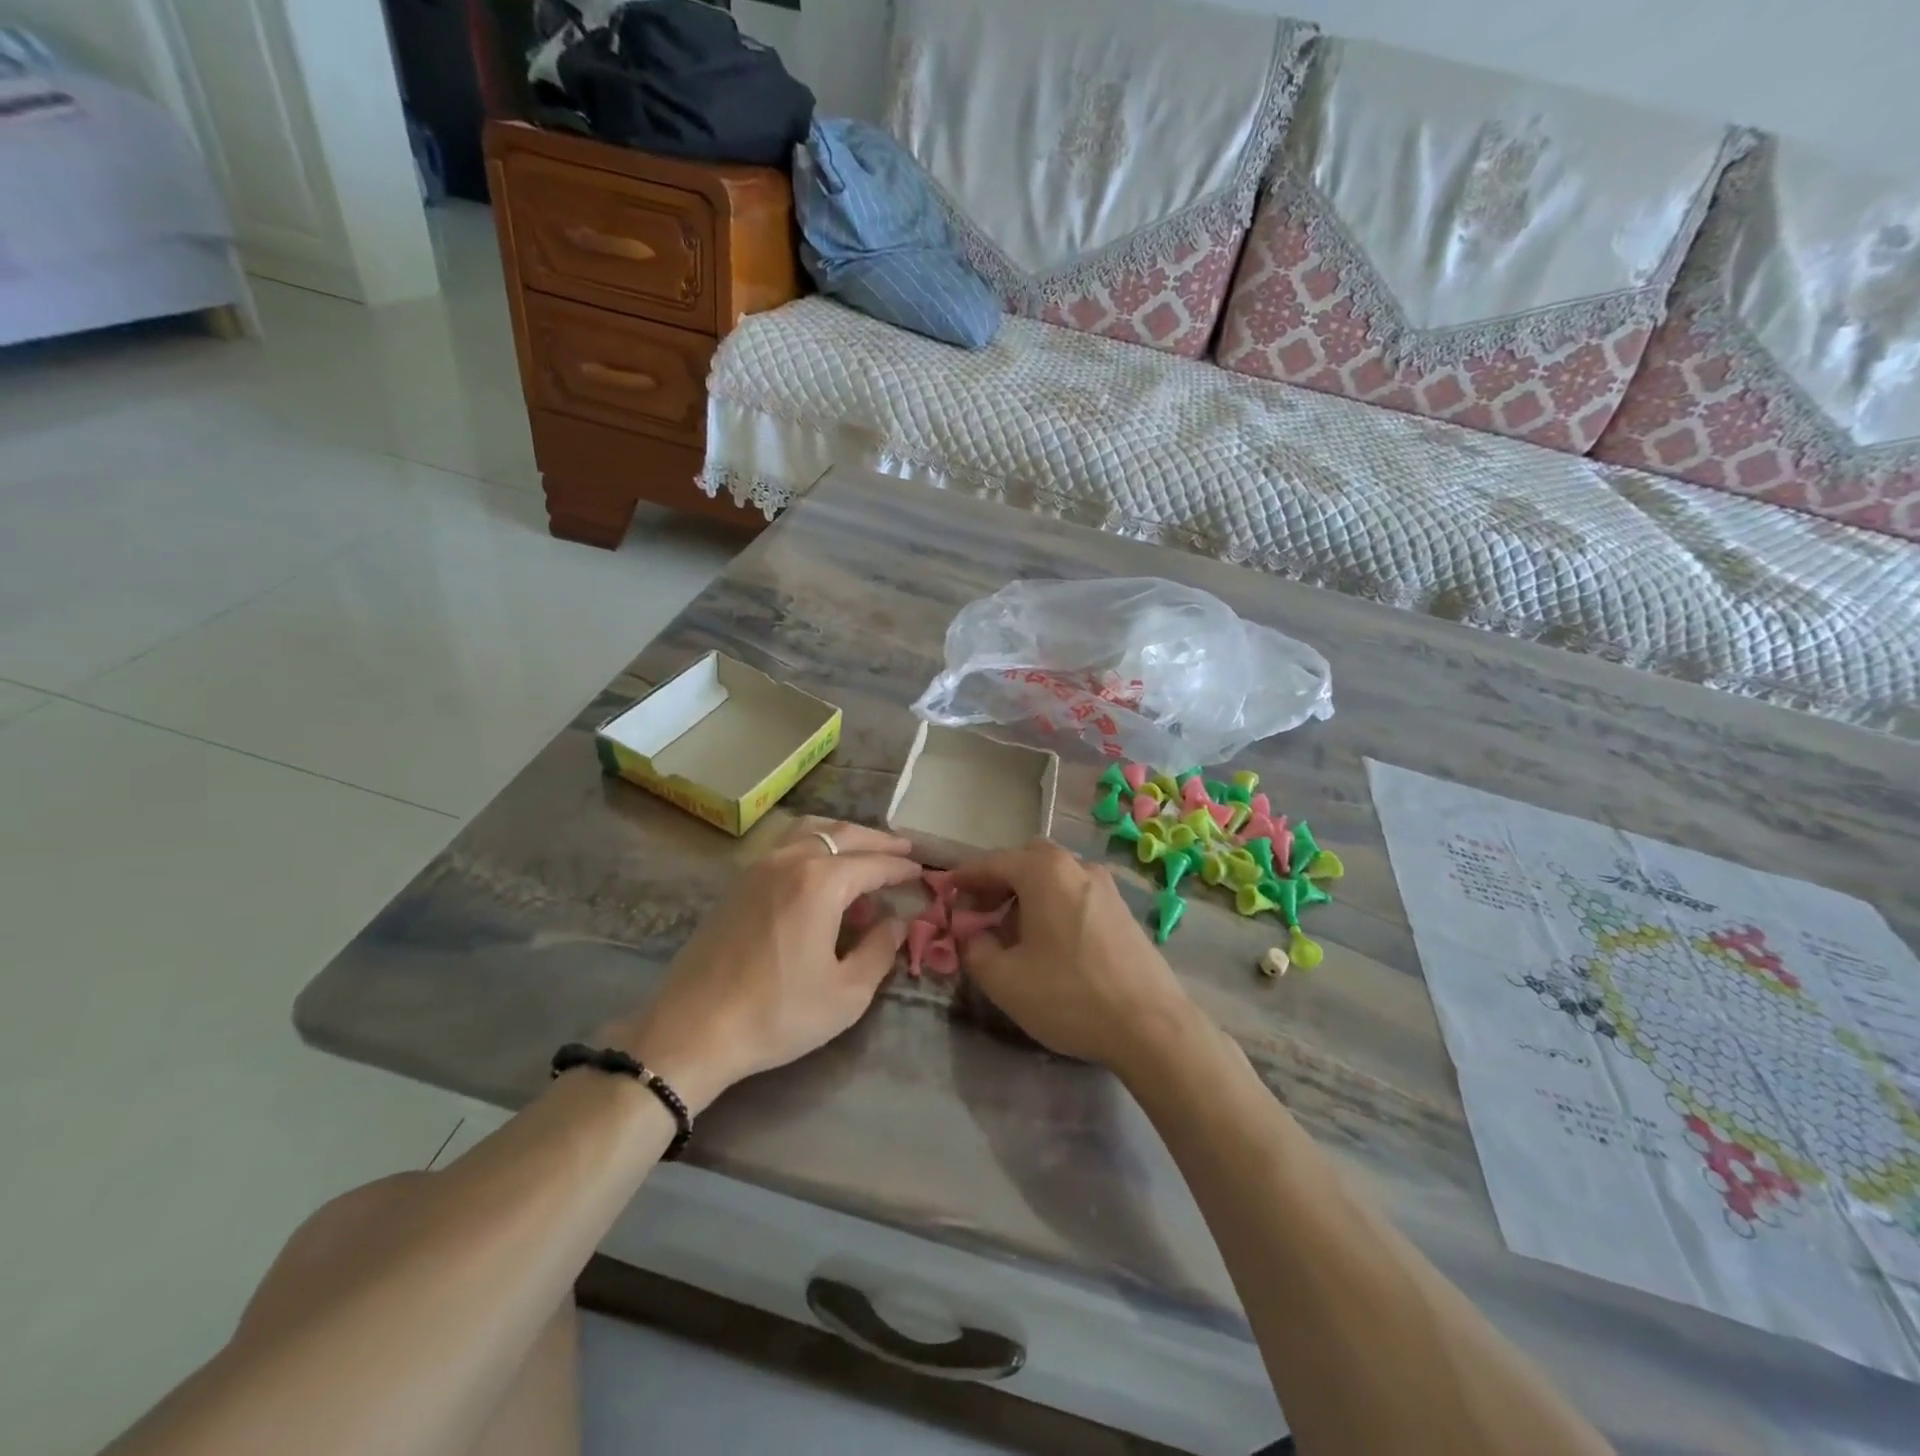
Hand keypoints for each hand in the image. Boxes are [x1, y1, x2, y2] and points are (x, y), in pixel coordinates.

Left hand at [608, 819, 919, 1111]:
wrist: (693, 1030)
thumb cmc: (777, 1014)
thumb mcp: (846, 993)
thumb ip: (879, 950)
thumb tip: (897, 923)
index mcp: (820, 882)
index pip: (874, 864)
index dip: (901, 868)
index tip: (922, 872)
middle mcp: (790, 861)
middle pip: (843, 835)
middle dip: (877, 841)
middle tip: (904, 849)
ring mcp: (759, 868)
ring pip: (810, 832)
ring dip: (843, 837)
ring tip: (864, 853)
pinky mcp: (738, 883)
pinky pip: (786, 846)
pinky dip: (814, 846)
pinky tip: (820, 872)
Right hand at [956, 840, 1197, 1072]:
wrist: (1151, 1025)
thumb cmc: (1070, 995)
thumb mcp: (1004, 980)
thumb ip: (974, 949)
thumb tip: (970, 935)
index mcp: (1045, 871)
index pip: (993, 863)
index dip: (966, 877)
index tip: (946, 892)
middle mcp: (1077, 866)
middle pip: (1027, 860)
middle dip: (999, 880)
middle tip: (981, 911)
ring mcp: (1105, 886)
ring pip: (1055, 876)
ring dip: (1028, 893)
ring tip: (1013, 932)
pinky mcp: (1123, 910)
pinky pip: (1076, 893)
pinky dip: (1054, 904)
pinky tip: (1050, 942)